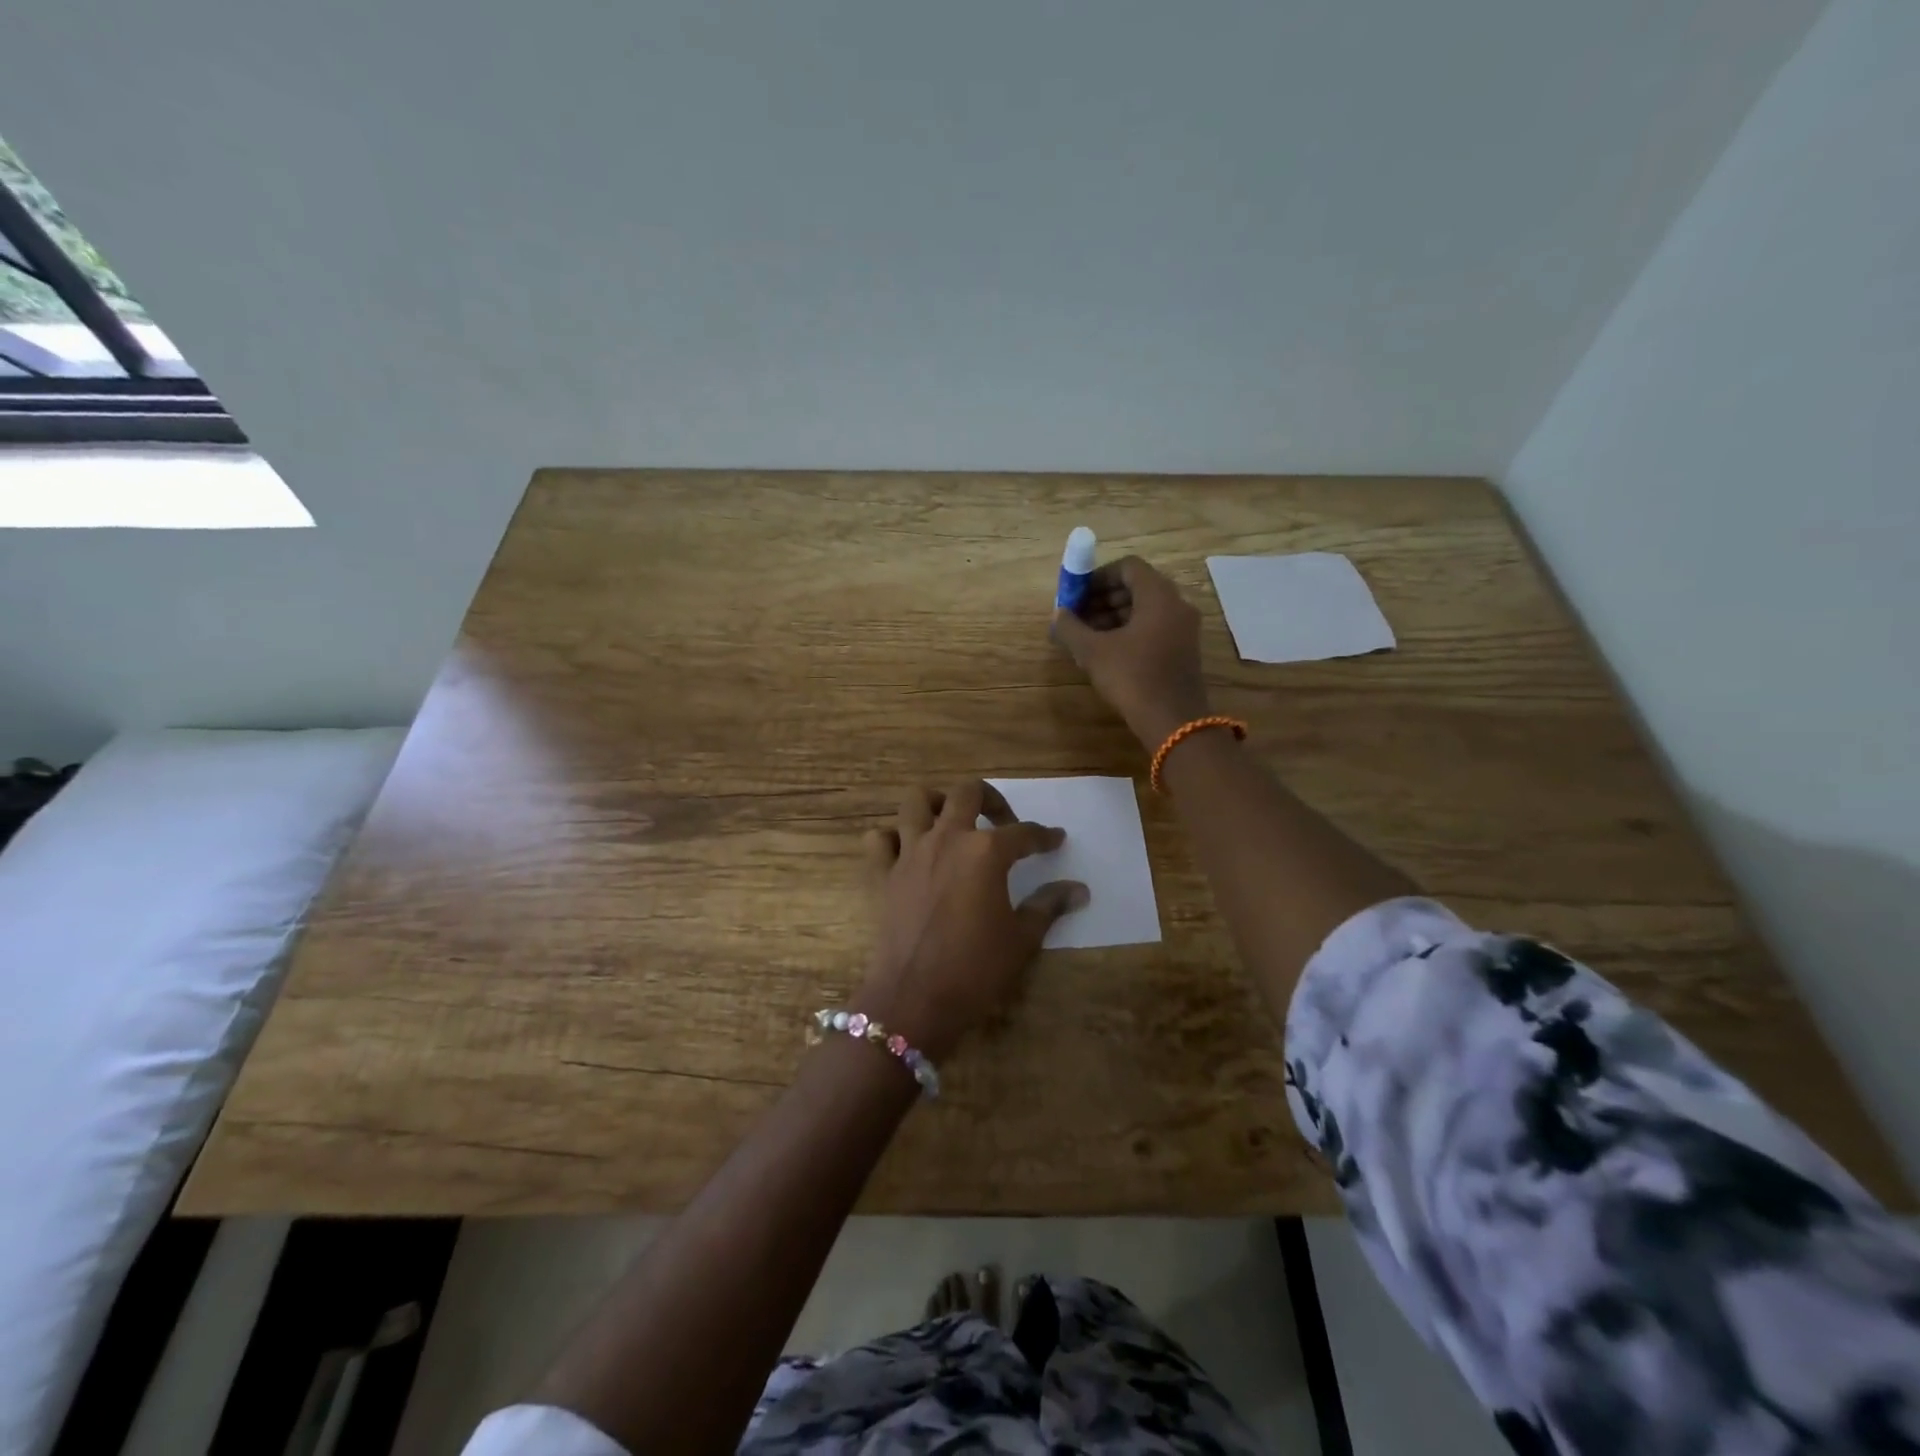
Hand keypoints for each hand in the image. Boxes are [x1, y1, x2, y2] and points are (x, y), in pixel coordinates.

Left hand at [854, 781, 1087, 1060]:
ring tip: (951, 821)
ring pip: (916, 802)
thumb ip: (1049, 905)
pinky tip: (907, 851)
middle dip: (991, 799)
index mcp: (985, 852)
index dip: (1044, 836)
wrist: (915, 999)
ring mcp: (909, 853)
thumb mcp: (1022, 939)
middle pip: (967, 793)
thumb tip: (1079, 889)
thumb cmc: (976, 969)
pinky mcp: (882, 873)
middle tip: (1003, 823)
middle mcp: (947, 839)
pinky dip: (891, 838)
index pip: (1023, 833)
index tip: (1055, 840)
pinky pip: (879, 839)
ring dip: (936, 804)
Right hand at [1050, 556, 1211, 748]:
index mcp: (1159, 595)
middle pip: (1137, 587)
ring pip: (1145, 609)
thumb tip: (1057, 615)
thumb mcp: (1093, 652)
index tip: (1076, 594)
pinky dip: (1130, 631)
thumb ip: (1071, 628)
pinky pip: (1154, 628)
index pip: (1128, 567)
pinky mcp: (1183, 650)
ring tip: (1087, 636)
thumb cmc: (1132, 678)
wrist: (1173, 722)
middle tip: (1078, 616)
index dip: (1098, 576)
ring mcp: (1184, 628)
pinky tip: (1107, 652)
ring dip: (1114, 616)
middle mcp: (1177, 605)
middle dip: (1103, 597)